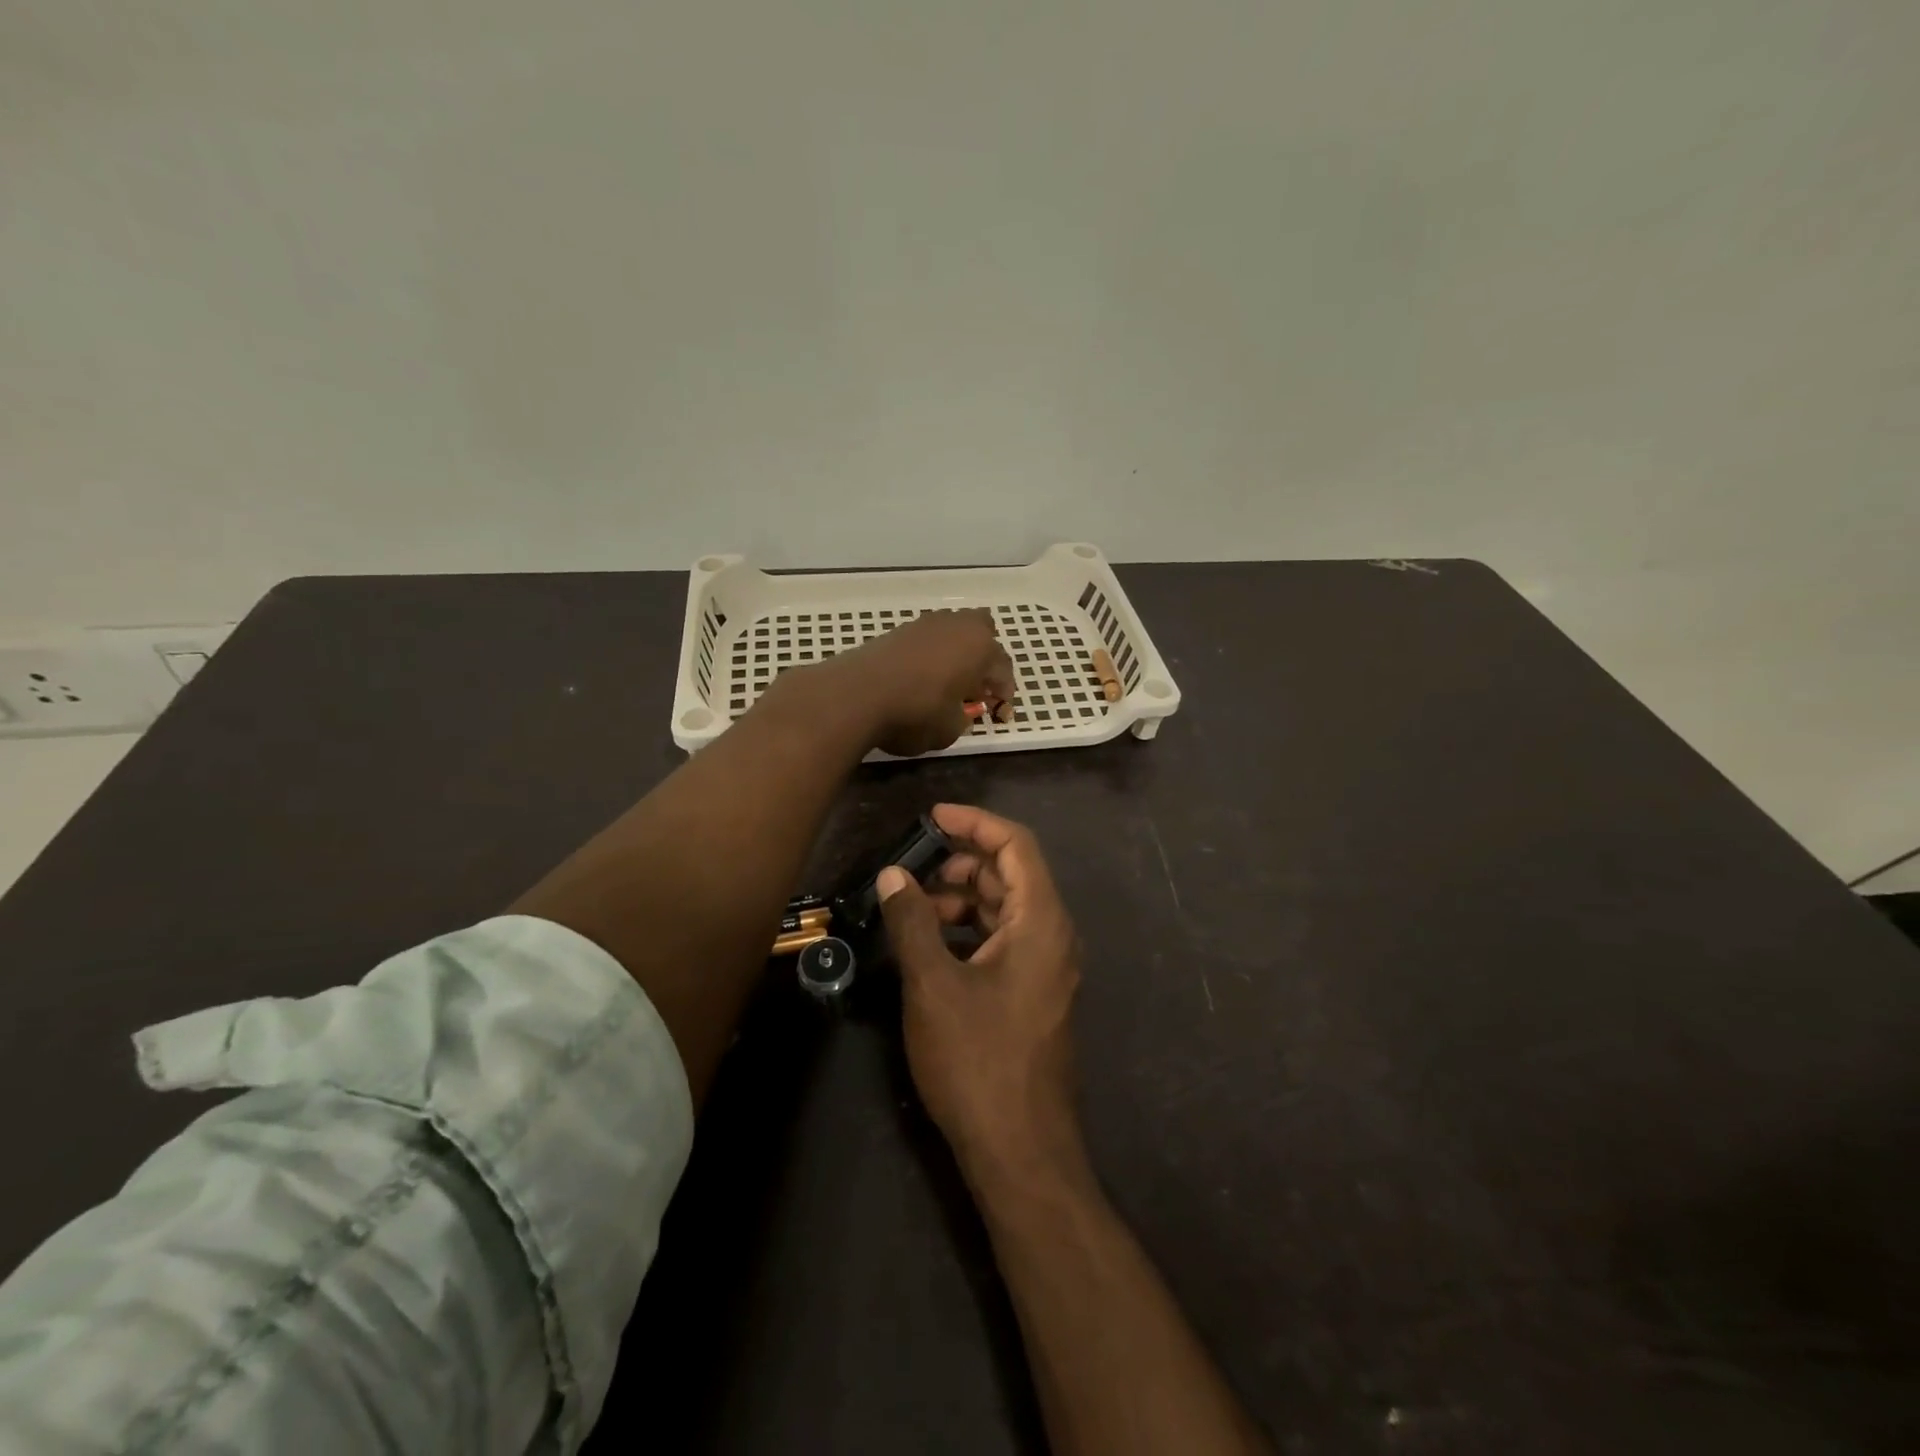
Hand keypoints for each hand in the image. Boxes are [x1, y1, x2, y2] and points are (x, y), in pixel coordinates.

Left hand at [818, 609, 1013, 756]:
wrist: (855, 695)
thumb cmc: (914, 713)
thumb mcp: (951, 729)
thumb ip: (964, 717)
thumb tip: (961, 711)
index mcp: (980, 647)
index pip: (1003, 669)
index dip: (1004, 695)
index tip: (999, 715)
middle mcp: (957, 626)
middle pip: (983, 633)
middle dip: (985, 659)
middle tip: (977, 688)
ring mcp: (925, 624)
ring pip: (953, 632)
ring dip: (957, 653)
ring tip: (948, 683)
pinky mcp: (898, 631)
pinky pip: (928, 639)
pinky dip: (933, 655)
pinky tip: (922, 678)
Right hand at [878, 804, 1086, 1188]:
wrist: (1020, 1151)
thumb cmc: (978, 1061)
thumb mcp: (934, 985)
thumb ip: (912, 922)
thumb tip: (894, 876)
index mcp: (1041, 921)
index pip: (1016, 845)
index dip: (975, 822)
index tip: (933, 817)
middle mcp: (1053, 935)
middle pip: (1012, 874)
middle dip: (965, 861)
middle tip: (916, 866)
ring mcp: (1047, 967)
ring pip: (1007, 908)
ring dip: (964, 896)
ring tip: (916, 905)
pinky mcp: (1033, 993)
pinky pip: (1005, 939)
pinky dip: (971, 928)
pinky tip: (933, 942)